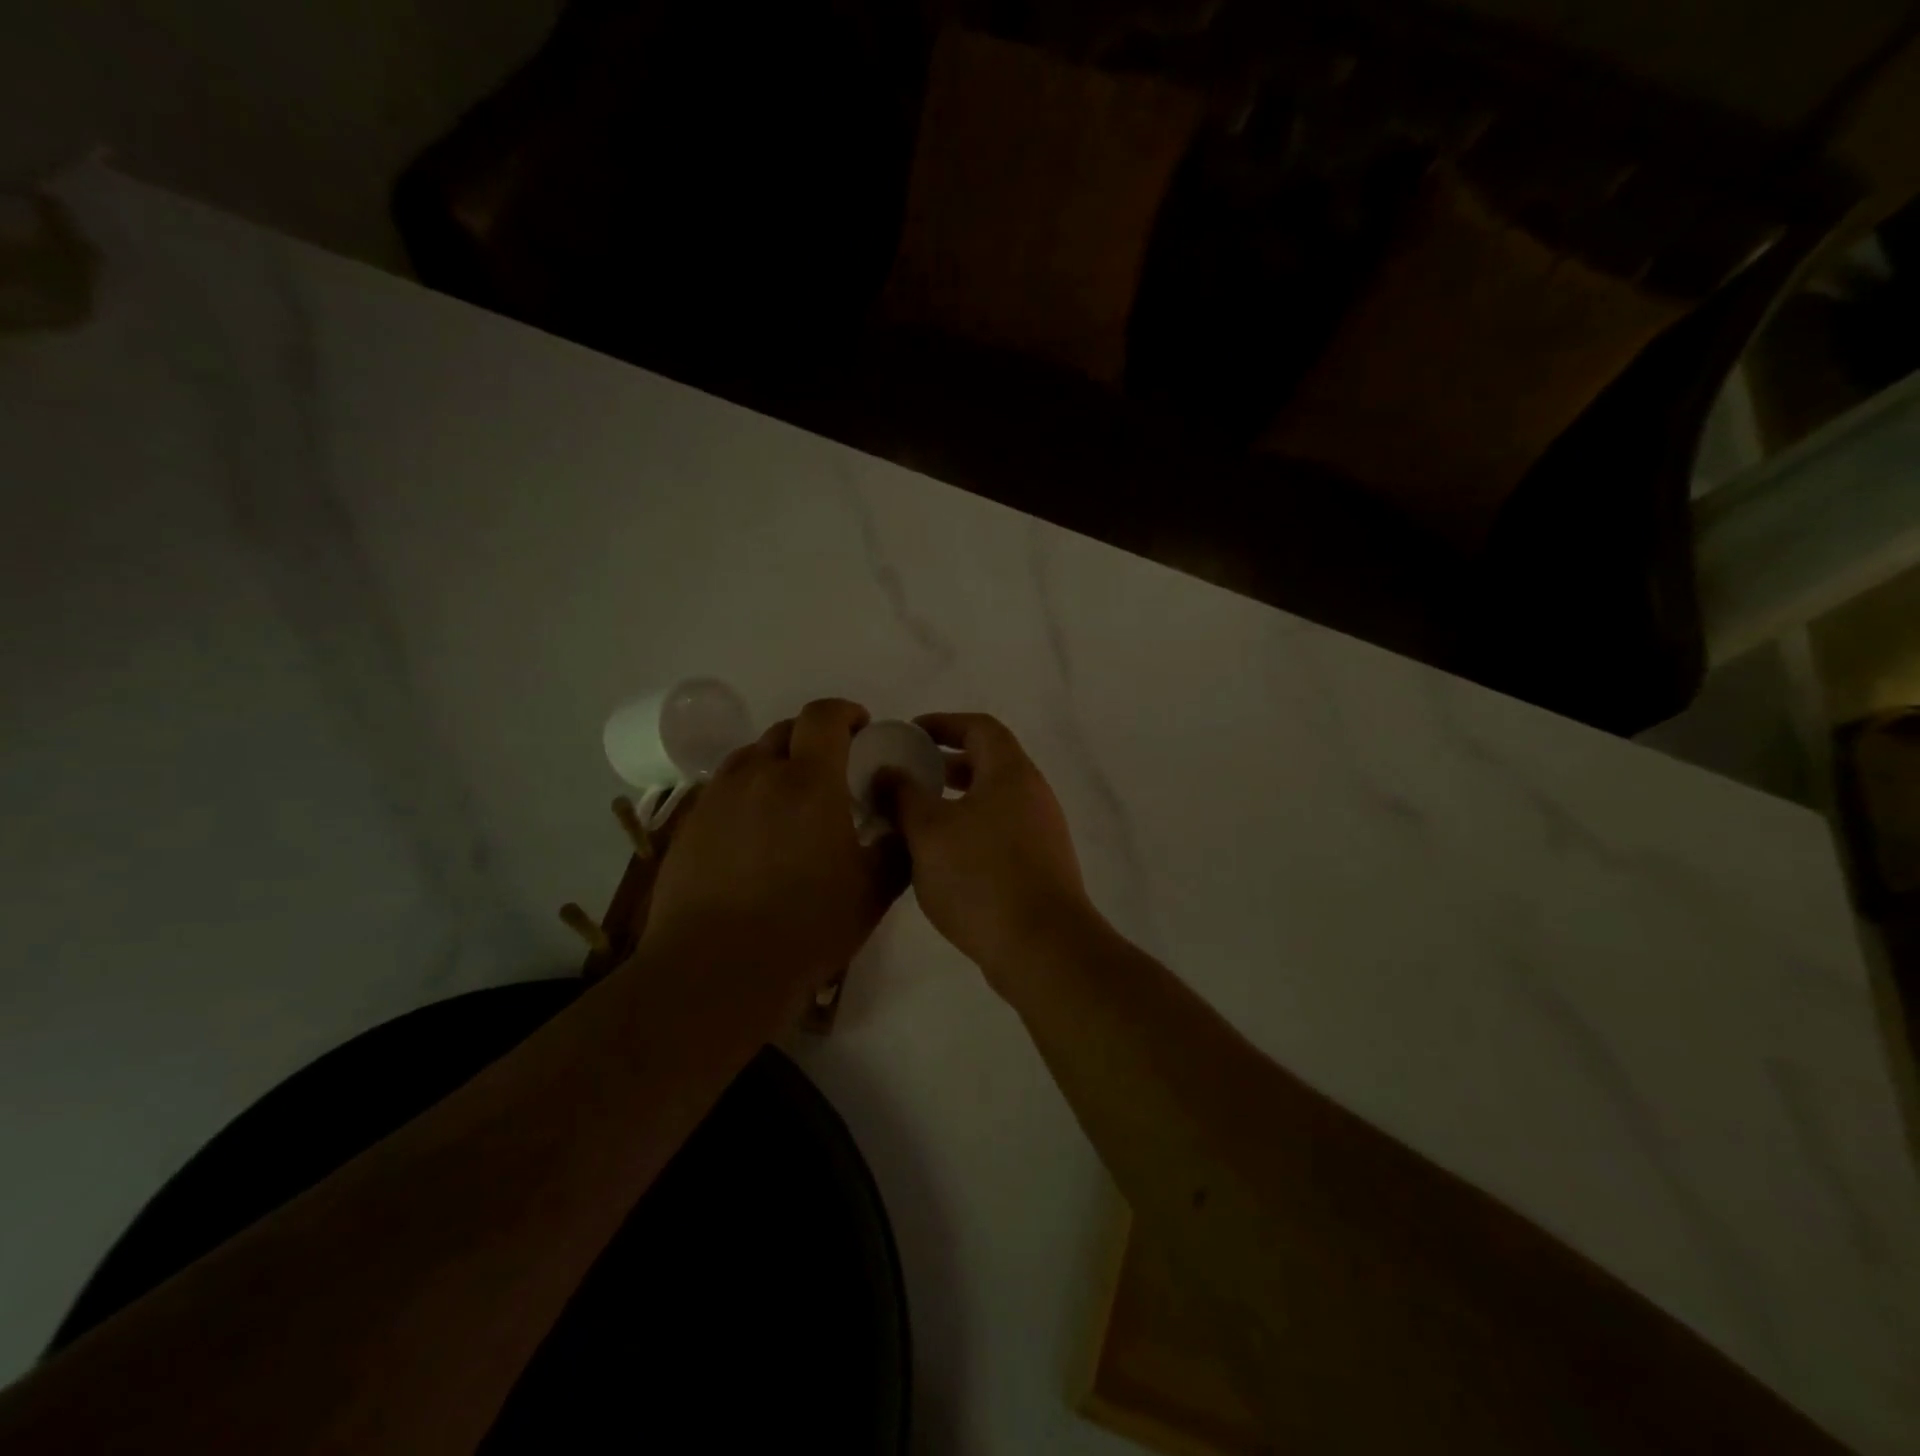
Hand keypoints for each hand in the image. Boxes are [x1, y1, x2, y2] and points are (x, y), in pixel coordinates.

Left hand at [640, 699, 906, 1007]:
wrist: (717, 970)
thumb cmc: (806, 927)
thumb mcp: (873, 891)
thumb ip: (896, 848)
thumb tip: (899, 822)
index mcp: (809, 781)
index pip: (824, 716)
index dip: (845, 712)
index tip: (861, 729)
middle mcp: (758, 775)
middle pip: (785, 731)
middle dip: (813, 738)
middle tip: (831, 772)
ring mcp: (717, 798)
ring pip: (751, 758)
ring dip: (776, 763)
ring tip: (790, 801)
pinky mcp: (689, 826)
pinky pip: (724, 790)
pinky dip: (747, 794)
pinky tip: (755, 835)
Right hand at [884, 713, 1097, 984]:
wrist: (1042, 948)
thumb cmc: (981, 877)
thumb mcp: (929, 831)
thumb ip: (903, 795)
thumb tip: (887, 771)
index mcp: (1011, 773)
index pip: (979, 728)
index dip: (944, 723)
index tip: (909, 734)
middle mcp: (1032, 795)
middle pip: (988, 764)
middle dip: (944, 766)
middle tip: (907, 778)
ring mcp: (1041, 833)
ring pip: (992, 802)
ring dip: (955, 803)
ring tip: (915, 821)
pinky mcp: (1040, 867)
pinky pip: (999, 833)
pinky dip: (969, 832)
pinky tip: (940, 860)